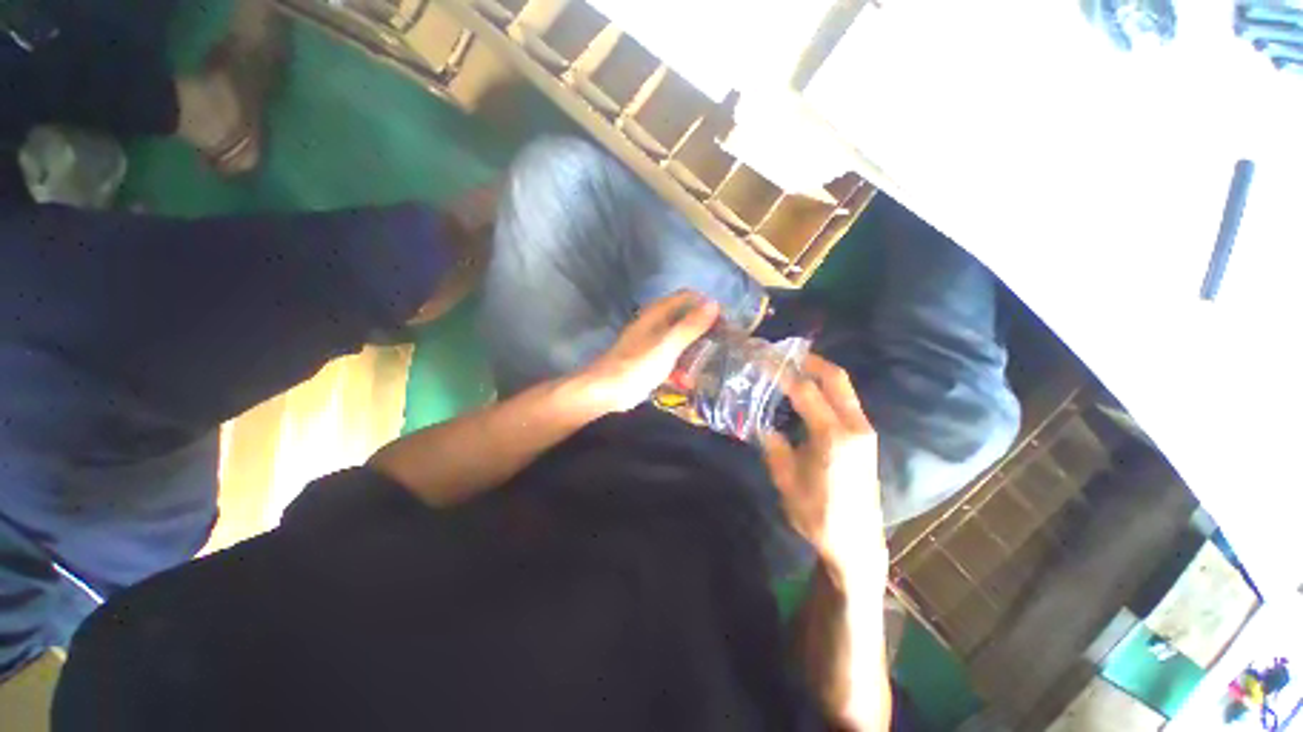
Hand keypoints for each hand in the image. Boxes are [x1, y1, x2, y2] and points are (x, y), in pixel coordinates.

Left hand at [577, 291, 720, 413]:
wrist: (604, 392)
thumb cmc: (636, 367)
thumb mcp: (667, 346)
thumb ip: (690, 326)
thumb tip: (714, 303)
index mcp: (657, 313)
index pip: (688, 297)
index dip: (707, 305)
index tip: (726, 321)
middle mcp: (654, 323)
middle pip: (684, 317)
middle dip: (704, 328)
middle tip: (724, 342)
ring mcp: (650, 342)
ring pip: (679, 338)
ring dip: (694, 348)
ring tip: (713, 361)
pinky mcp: (648, 360)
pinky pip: (671, 357)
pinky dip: (681, 365)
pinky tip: (690, 380)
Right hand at [762, 355, 886, 579]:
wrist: (858, 544)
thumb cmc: (819, 516)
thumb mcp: (787, 481)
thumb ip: (774, 447)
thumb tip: (762, 425)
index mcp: (833, 436)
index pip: (805, 390)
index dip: (782, 372)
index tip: (763, 360)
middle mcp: (854, 426)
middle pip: (835, 378)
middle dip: (809, 361)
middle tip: (782, 355)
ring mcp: (864, 431)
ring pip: (843, 388)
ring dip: (818, 374)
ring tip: (790, 370)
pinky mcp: (864, 438)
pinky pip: (844, 401)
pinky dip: (825, 390)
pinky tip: (806, 394)